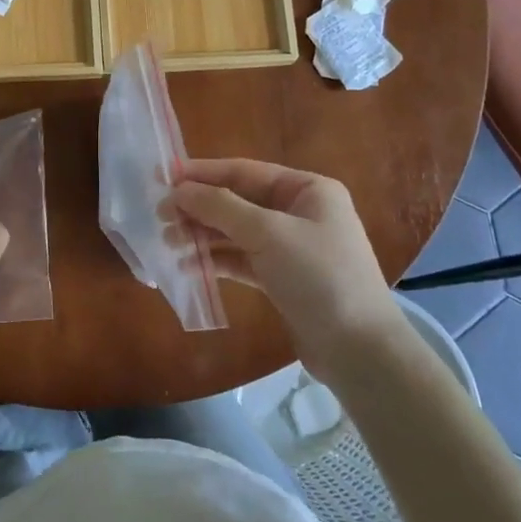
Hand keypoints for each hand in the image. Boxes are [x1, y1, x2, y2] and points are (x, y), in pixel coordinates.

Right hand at [170, 158, 405, 380]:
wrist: (359, 350)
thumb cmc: (319, 277)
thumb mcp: (269, 234)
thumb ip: (221, 207)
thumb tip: (179, 190)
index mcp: (307, 189)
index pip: (245, 171)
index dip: (203, 173)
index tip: (164, 177)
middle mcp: (300, 212)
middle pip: (238, 201)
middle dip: (200, 208)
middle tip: (161, 217)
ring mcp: (291, 247)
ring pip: (236, 231)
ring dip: (203, 235)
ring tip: (170, 244)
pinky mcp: (282, 278)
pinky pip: (242, 259)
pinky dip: (217, 260)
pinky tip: (189, 266)